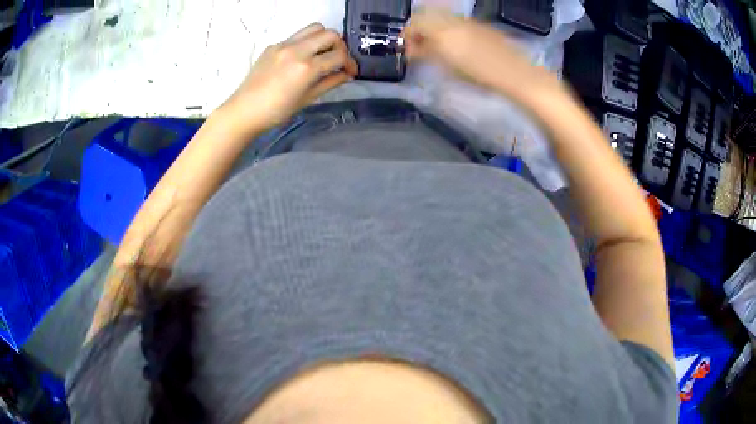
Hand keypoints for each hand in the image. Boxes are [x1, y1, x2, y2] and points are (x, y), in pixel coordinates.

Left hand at [220, 23, 357, 133]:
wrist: (244, 110)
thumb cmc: (276, 111)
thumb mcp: (307, 99)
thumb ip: (330, 82)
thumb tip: (347, 74)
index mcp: (306, 67)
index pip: (339, 55)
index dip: (350, 63)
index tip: (350, 71)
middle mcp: (297, 50)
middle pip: (330, 34)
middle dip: (340, 46)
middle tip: (336, 60)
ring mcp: (284, 45)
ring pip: (314, 28)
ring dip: (324, 38)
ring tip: (321, 53)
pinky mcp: (273, 45)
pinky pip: (297, 36)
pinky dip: (306, 42)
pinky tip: (301, 58)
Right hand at [402, 8, 564, 102]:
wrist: (515, 74)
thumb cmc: (479, 74)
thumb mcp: (447, 66)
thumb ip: (426, 53)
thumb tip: (411, 49)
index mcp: (441, 29)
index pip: (414, 23)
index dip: (407, 35)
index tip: (408, 50)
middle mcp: (453, 19)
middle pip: (426, 16)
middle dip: (419, 30)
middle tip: (420, 48)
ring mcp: (468, 21)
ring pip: (442, 18)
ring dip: (434, 29)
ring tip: (438, 49)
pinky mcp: (481, 26)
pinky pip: (457, 22)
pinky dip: (449, 30)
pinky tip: (456, 45)